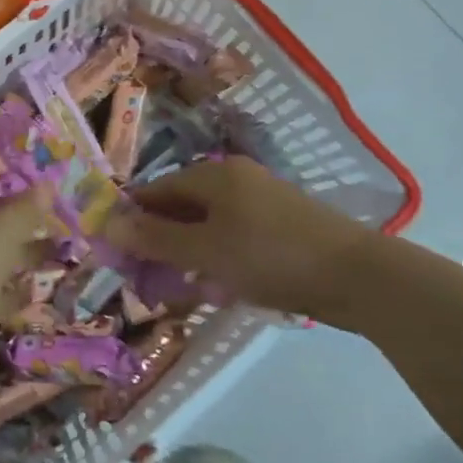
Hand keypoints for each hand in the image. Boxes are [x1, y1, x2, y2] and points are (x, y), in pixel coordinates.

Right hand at [103, 158, 371, 319]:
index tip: (114, 253)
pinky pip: (233, 237)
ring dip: (187, 253)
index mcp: (213, 174)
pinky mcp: (280, 226)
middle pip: (181, 206)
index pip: (155, 190)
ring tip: (175, 287)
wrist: (356, 276)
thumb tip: (107, 223)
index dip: (132, 219)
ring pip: (207, 225)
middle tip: (143, 277)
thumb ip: (155, 238)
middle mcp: (235, 179)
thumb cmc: (270, 256)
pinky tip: (215, 287)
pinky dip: (216, 258)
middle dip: (159, 241)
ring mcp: (260, 201)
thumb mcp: (205, 250)